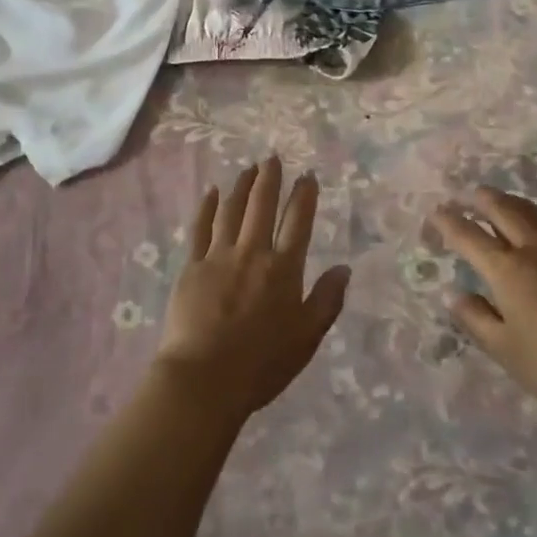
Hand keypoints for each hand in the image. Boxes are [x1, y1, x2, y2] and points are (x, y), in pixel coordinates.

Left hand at [156, 157, 349, 419]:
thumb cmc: (262, 364)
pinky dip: (207, 208)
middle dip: (270, 179)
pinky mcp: (192, 266)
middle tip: (272, 157)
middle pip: (262, 206)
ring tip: (248, 168)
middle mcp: (253, 253)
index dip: (304, 196)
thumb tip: (344, 267)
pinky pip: (201, 228)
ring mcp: (219, 256)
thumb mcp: (307, 338)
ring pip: (232, 211)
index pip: (297, 222)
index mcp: (283, 269)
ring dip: (242, 187)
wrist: (204, 378)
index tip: (307, 175)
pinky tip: (212, 192)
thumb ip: (327, 300)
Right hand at [429, 186, 536, 426]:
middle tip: (470, 193)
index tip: (437, 211)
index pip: (469, 237)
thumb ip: (477, 321)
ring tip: (501, 200)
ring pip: (532, 213)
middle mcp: (533, 248)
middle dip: (483, 199)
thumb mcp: (508, 351)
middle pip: (503, 211)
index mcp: (506, 269)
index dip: (450, 222)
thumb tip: (455, 296)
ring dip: (511, 202)